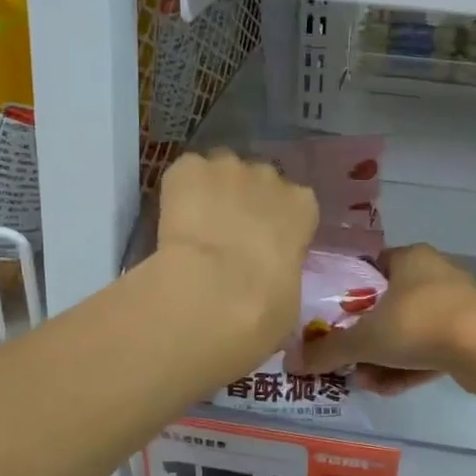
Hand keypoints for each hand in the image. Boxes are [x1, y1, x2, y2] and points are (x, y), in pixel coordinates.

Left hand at [155, 149, 319, 363]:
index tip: (263, 247)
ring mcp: (228, 167)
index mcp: (303, 207)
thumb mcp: (289, 297)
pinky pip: (185, 173)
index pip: (295, 204)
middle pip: (258, 181)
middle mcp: (270, 177)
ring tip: (196, 225)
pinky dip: (179, 190)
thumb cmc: (264, 307)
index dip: (277, 224)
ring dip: (212, 191)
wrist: (213, 292)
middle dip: (245, 202)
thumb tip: (268, 278)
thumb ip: (282, 272)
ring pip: (220, 172)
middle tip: (227, 237)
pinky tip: (173, 219)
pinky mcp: (188, 168)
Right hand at [289, 244, 475, 395]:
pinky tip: (388, 389)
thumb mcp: (365, 339)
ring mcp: (456, 304)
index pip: (371, 269)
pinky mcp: (470, 334)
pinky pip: (430, 348)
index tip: (332, 321)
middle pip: (388, 306)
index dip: (348, 294)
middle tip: (347, 361)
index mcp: (410, 257)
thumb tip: (291, 362)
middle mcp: (434, 274)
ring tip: (365, 382)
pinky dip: (408, 366)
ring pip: (409, 332)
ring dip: (384, 358)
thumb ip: (328, 350)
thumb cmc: (418, 324)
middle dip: (365, 339)